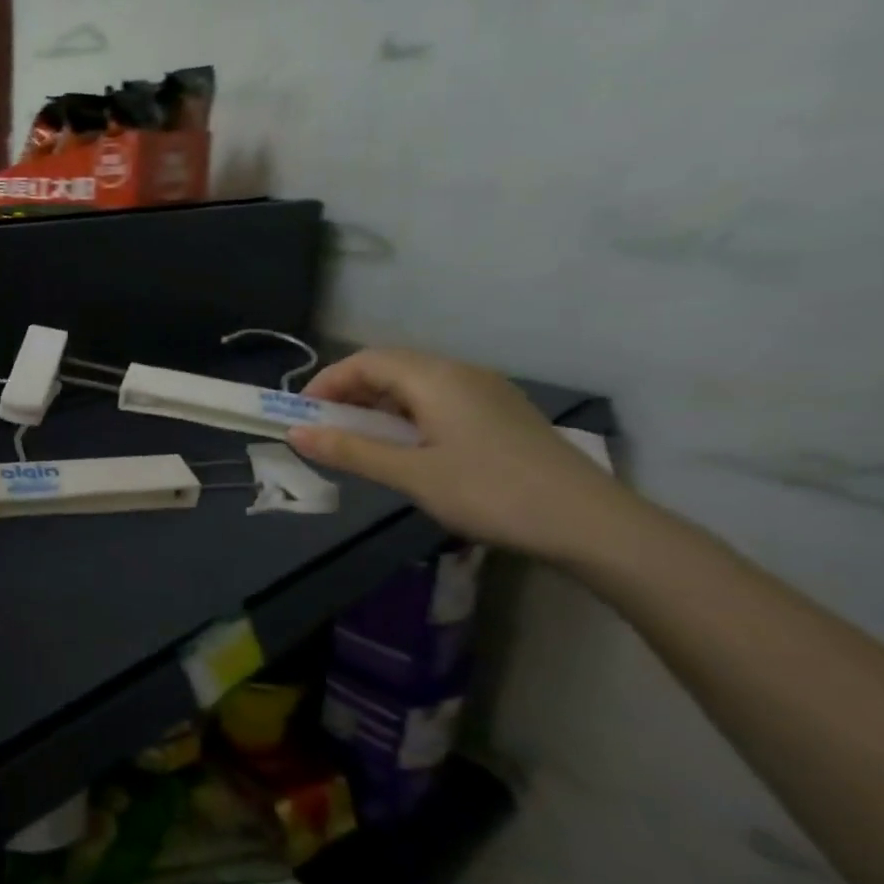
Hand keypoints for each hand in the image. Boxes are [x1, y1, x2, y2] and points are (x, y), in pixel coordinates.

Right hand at [286, 349, 629, 559]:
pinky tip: (407, 448)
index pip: (366, 361)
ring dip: (378, 405)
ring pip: (415, 384)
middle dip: (349, 393)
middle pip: (390, 367)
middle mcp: (460, 373)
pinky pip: (439, 399)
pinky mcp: (501, 414)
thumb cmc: (490, 492)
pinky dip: (407, 414)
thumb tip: (294, 434)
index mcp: (436, 378)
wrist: (589, 522)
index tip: (302, 415)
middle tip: (325, 430)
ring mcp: (486, 392)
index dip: (327, 382)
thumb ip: (351, 451)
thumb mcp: (411, 474)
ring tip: (360, 442)